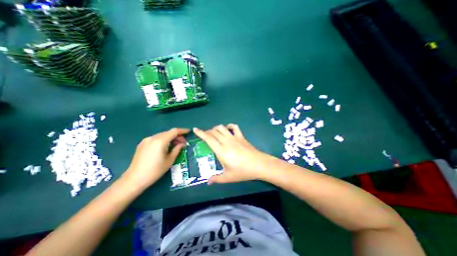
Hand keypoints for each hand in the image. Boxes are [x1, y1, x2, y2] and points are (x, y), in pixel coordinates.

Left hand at [121, 129, 188, 188]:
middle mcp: (153, 137)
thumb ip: (177, 149)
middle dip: (177, 136)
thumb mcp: (170, 160)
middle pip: (168, 132)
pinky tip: (166, 147)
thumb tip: (182, 144)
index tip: (189, 132)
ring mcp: (146, 140)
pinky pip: (156, 138)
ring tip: (175, 145)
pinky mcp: (142, 144)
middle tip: (183, 143)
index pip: (174, 131)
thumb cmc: (155, 171)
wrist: (134, 179)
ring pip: (162, 135)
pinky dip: (163, 140)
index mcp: (160, 141)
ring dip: (170, 138)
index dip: (182, 131)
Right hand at [192, 124, 270, 183]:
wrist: (259, 164)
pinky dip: (229, 126)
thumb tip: (208, 181)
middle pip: (214, 132)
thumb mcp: (228, 177)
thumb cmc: (242, 171)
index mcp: (221, 150)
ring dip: (216, 128)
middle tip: (205, 135)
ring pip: (222, 128)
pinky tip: (228, 129)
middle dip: (207, 131)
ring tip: (214, 133)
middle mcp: (226, 141)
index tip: (195, 129)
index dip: (201, 133)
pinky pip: (235, 127)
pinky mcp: (241, 137)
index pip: (208, 138)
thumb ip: (217, 179)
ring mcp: (234, 138)